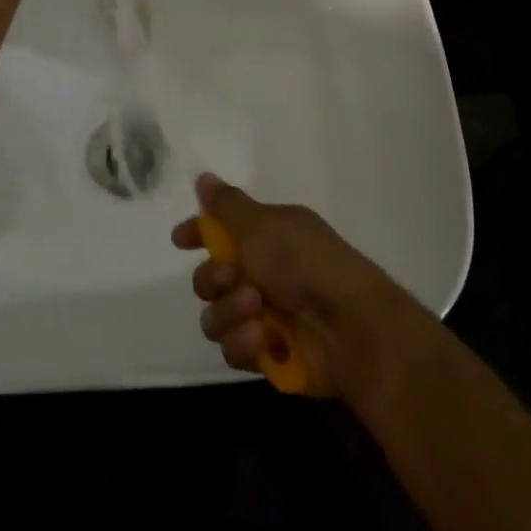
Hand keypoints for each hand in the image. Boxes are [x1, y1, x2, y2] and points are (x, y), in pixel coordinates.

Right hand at [171, 174, 428, 401]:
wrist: (349, 326)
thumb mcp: (262, 225)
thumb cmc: (306, 263)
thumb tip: (204, 177)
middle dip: (213, 279)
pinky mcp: (268, 353)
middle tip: (234, 278)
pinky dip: (244, 343)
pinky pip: (233, 349)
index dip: (199, 234)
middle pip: (209, 279)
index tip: (180, 240)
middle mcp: (265, 273)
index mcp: (269, 237)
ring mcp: (265, 316)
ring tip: (256, 312)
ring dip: (230, 312)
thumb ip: (226, 205)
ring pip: (215, 316)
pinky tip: (262, 340)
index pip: (223, 231)